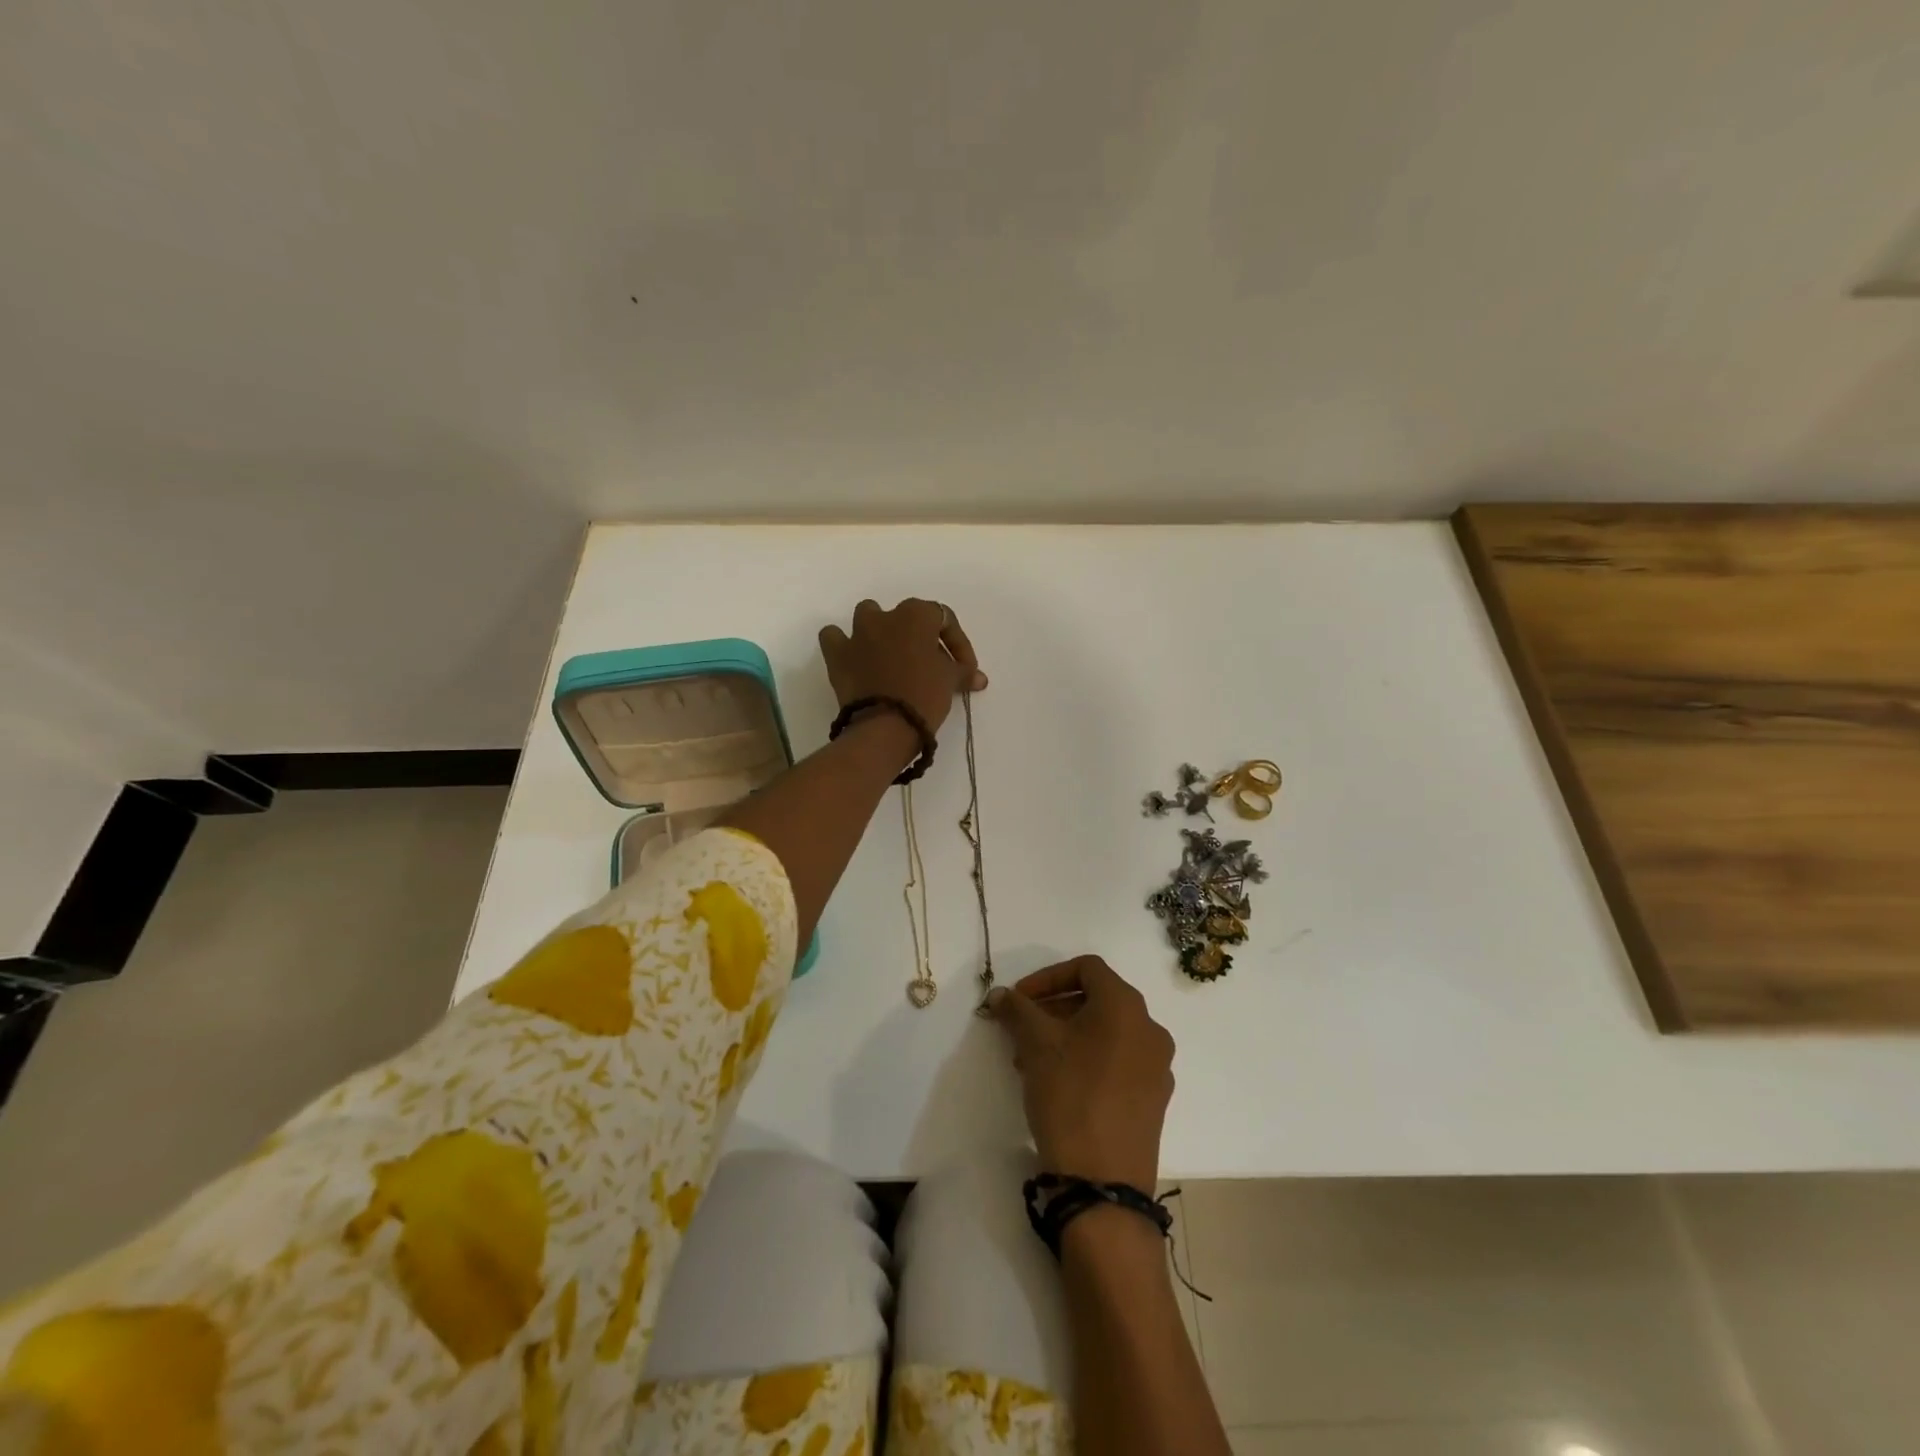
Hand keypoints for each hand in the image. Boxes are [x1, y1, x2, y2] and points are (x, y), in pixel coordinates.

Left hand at [818, 598, 986, 736]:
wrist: (884, 727)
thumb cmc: (924, 696)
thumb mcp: (950, 681)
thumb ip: (963, 672)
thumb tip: (978, 677)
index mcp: (916, 615)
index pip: (944, 619)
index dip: (958, 643)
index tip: (965, 670)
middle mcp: (885, 616)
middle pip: (908, 618)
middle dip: (922, 639)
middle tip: (934, 667)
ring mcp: (857, 633)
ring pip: (869, 617)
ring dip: (881, 631)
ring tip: (892, 657)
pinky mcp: (837, 654)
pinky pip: (835, 638)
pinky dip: (844, 644)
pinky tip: (855, 657)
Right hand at [987, 956, 1174, 1190]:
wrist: (1103, 1183)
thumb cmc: (1070, 1096)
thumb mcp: (1036, 1044)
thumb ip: (1017, 1010)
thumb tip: (1001, 995)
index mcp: (1126, 1005)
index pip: (1087, 967)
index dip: (1047, 976)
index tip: (1019, 1000)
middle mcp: (1150, 1029)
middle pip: (1097, 1000)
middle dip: (1053, 1009)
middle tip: (1020, 1032)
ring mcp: (1157, 1066)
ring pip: (1105, 1033)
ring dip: (1066, 1036)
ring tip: (1031, 1063)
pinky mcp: (1154, 1099)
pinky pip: (1117, 1062)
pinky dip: (1087, 1060)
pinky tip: (1059, 1086)